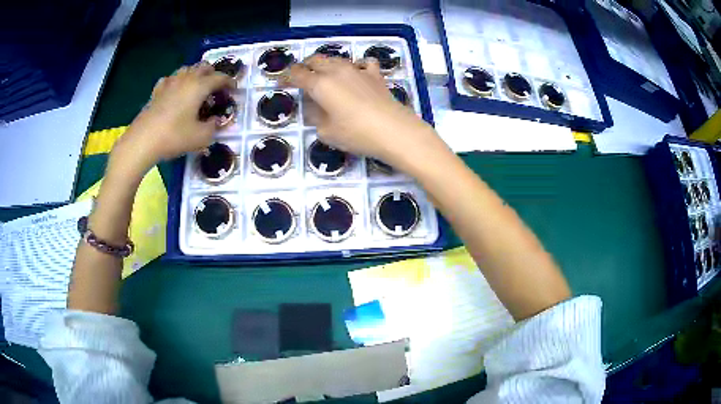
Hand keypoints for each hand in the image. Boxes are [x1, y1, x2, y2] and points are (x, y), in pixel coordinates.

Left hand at [110, 62, 234, 175]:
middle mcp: (186, 79)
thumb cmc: (174, 137)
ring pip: (187, 69)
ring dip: (195, 74)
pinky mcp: (156, 91)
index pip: (220, 78)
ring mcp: (169, 83)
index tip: (234, 89)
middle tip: (216, 87)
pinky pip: (170, 79)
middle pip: (203, 66)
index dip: (229, 82)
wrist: (143, 141)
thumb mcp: (201, 137)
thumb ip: (214, 127)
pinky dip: (176, 81)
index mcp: (199, 86)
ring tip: (197, 86)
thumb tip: (216, 121)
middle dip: (213, 73)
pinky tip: (175, 90)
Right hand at [287, 55, 438, 166]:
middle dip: (304, 66)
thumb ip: (315, 116)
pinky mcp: (375, 75)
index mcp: (320, 84)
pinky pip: (362, 63)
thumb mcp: (326, 132)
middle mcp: (337, 71)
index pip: (297, 74)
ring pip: (336, 59)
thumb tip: (315, 107)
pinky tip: (356, 74)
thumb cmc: (356, 133)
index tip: (281, 84)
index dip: (286, 77)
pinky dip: (355, 66)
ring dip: (326, 64)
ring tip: (325, 76)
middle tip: (301, 77)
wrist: (394, 130)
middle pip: (315, 60)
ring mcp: (358, 70)